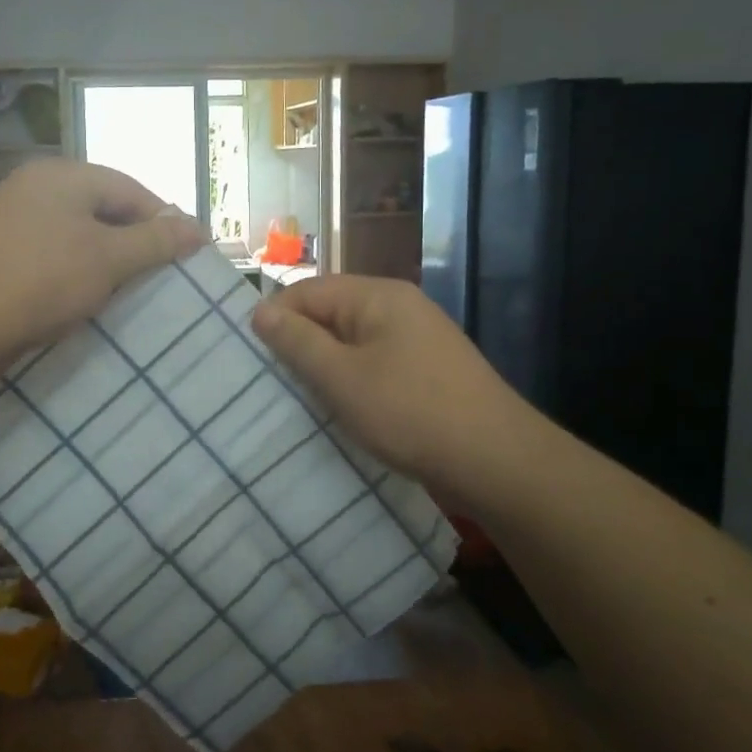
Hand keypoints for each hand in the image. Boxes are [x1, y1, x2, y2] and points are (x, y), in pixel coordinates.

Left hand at [0, 160, 206, 363]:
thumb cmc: (43, 281)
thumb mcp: (109, 259)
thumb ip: (155, 241)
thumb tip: (199, 228)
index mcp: (61, 175)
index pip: (129, 189)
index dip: (163, 220)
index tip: (187, 254)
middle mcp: (34, 185)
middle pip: (102, 207)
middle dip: (133, 240)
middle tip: (159, 274)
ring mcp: (12, 217)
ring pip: (77, 232)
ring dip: (106, 258)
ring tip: (127, 289)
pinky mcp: (0, 249)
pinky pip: (53, 251)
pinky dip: (76, 269)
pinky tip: (86, 295)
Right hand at [251, 275, 536, 496]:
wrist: (498, 461)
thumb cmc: (411, 413)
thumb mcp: (341, 378)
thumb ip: (297, 342)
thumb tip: (260, 311)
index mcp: (377, 295)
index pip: (306, 291)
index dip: (275, 320)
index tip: (254, 362)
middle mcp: (399, 306)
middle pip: (329, 313)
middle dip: (299, 345)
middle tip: (274, 385)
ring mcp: (418, 337)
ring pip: (351, 341)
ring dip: (325, 367)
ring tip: (304, 401)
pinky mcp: (428, 368)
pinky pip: (375, 362)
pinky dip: (354, 380)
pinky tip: (345, 410)